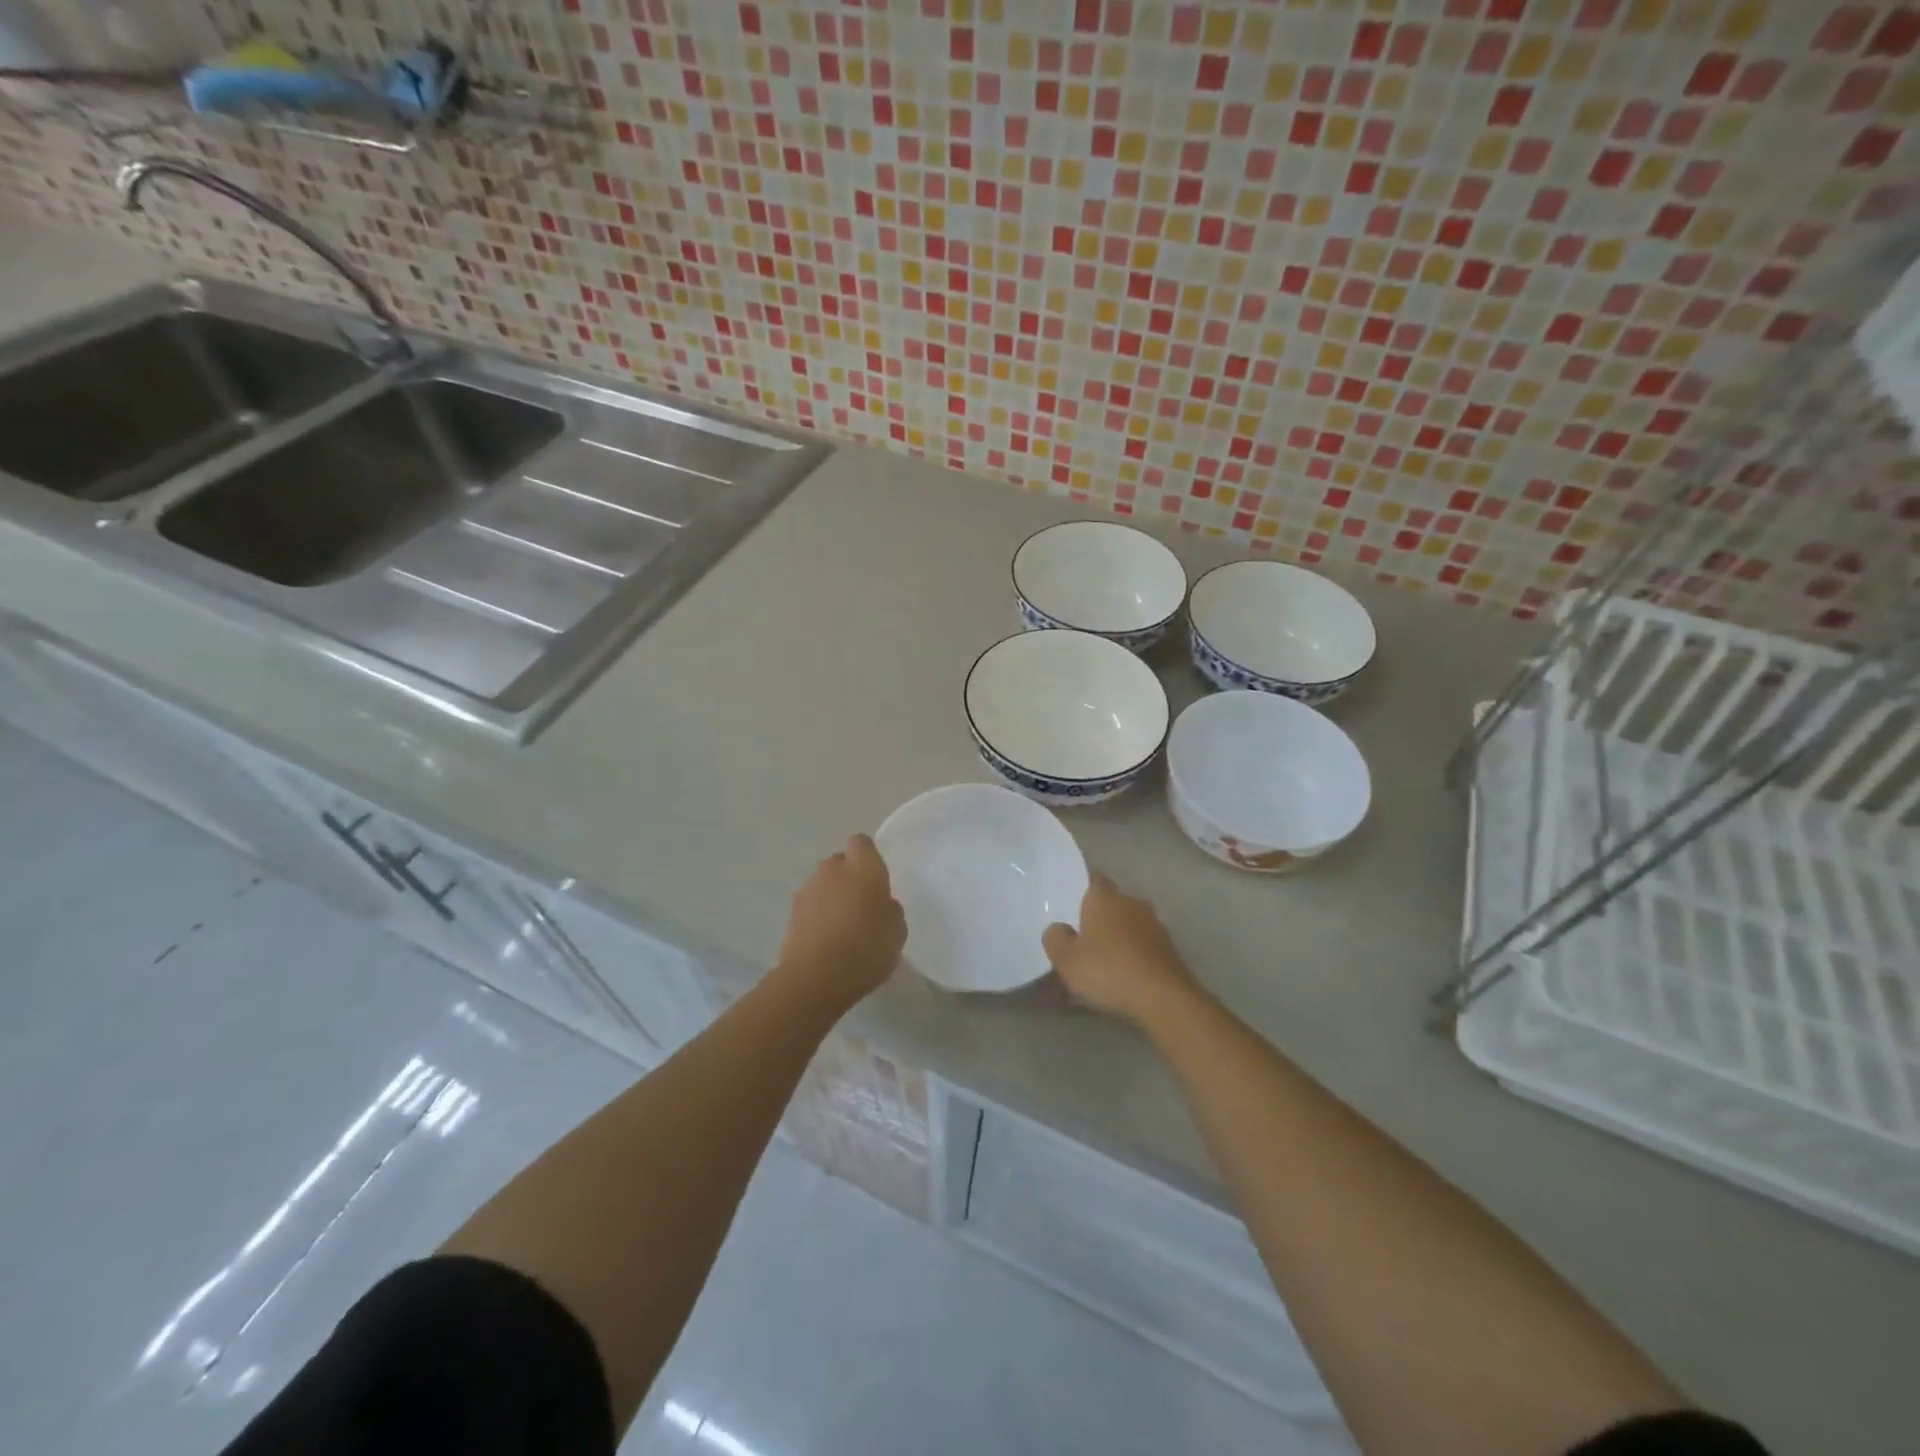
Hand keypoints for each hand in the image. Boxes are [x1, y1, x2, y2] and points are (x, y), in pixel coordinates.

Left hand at [776, 834, 906, 1007]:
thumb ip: (891, 910)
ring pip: (822, 885)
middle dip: (848, 877)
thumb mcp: (897, 931)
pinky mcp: (790, 914)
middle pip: (840, 863)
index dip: (868, 857)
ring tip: (842, 928)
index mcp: (863, 867)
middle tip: (861, 905)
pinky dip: (817, 918)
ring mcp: (807, 890)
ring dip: (830, 898)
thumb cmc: (867, 947)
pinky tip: (826, 942)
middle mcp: (832, 870)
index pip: (861, 842)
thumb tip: (883, 904)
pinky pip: (810, 907)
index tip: (876, 878)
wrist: (817, 977)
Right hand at [1042, 871, 1202, 1026]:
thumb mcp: (1066, 959)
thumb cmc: (1108, 971)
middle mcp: (1131, 903)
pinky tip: (1123, 977)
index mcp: (1104, 898)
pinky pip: (1142, 946)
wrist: (1164, 999)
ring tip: (1102, 961)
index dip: (1082, 886)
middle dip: (1098, 916)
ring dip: (1117, 937)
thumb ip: (1055, 938)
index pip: (1093, 878)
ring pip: (1128, 925)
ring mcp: (1154, 926)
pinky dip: (1132, 956)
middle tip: (1081, 936)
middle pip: (1111, 903)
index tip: (1071, 899)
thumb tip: (1059, 928)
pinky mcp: (1169, 950)